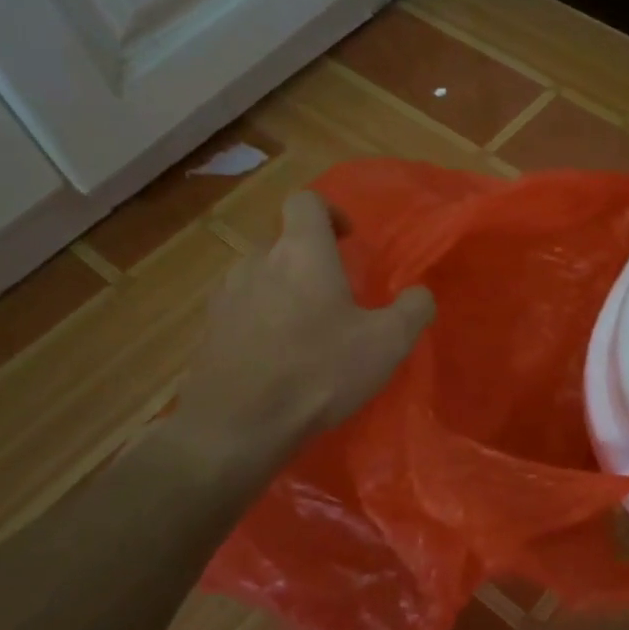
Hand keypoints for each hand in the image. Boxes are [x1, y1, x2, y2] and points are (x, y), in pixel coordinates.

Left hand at [168, 191, 434, 474]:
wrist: (237, 427)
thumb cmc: (319, 372)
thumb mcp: (388, 342)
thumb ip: (413, 308)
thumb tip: (420, 293)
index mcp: (301, 253)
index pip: (306, 201)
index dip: (329, 212)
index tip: (348, 241)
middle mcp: (257, 262)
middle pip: (284, 243)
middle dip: (310, 262)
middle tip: (336, 299)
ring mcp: (226, 295)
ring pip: (261, 277)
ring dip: (283, 292)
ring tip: (306, 331)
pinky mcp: (208, 330)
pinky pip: (241, 310)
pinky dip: (260, 321)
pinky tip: (276, 359)